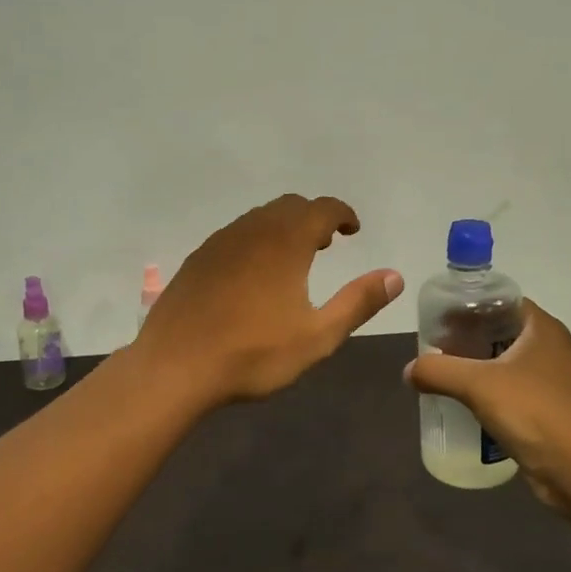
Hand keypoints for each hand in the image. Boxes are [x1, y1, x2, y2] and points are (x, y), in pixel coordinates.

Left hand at [135, 194, 403, 406]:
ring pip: (259, 218)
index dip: (343, 214)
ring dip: (283, 227)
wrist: (175, 366)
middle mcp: (252, 230)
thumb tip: (395, 276)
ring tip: (294, 258)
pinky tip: (253, 274)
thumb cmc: (253, 353)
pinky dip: (255, 240)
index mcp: (286, 241)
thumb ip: (358, 302)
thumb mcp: (318, 335)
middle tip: (327, 243)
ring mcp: (219, 242)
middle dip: (314, 218)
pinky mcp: (197, 259)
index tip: (353, 230)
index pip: (322, 208)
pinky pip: (235, 235)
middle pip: (290, 206)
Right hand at [405, 300, 570, 501]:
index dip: (470, 305)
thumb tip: (409, 370)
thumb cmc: (533, 412)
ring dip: (477, 366)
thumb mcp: (477, 384)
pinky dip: (489, 392)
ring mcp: (552, 380)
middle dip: (467, 337)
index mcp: (542, 328)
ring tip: (443, 374)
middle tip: (435, 347)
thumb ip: (438, 371)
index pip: (501, 301)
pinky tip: (465, 403)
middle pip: (501, 331)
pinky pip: (511, 390)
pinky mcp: (549, 409)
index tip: (440, 318)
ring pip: (506, 362)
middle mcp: (551, 347)